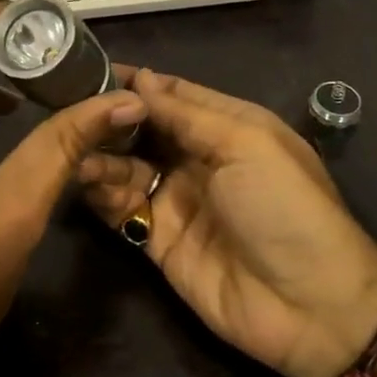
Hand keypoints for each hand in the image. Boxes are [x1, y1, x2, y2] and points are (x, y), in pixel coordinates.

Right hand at [79, 70, 376, 376]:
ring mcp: (177, 199)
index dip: (136, 82)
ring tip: (74, 147)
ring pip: (126, 166)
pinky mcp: (158, 239)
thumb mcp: (245, 144)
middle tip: (67, 108)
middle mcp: (198, 158)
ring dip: (100, 154)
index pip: (173, 94)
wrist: (309, 305)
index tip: (88, 70)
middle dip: (109, 118)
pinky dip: (100, 192)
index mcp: (228, 127)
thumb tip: (141, 78)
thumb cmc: (284, 207)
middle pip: (143, 129)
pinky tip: (81, 178)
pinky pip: (121, 208)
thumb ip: (187, 114)